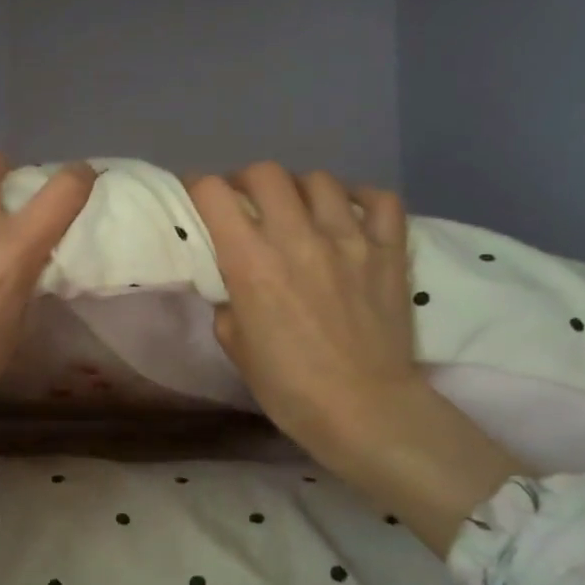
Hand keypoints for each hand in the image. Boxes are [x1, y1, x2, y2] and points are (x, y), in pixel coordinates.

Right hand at [189, 163, 524, 556]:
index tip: (196, 196)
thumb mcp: (235, 347)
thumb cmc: (288, 387)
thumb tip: (236, 284)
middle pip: (265, 173)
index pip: (214, 194)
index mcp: (250, 262)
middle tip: (246, 203)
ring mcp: (348, 239)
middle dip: (246, 181)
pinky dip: (361, 199)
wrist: (364, 410)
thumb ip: (229, 303)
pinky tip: (350, 214)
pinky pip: (380, 199)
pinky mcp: (389, 250)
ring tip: (298, 210)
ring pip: (319, 180)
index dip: (198, 187)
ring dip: (299, 189)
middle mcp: (296, 237)